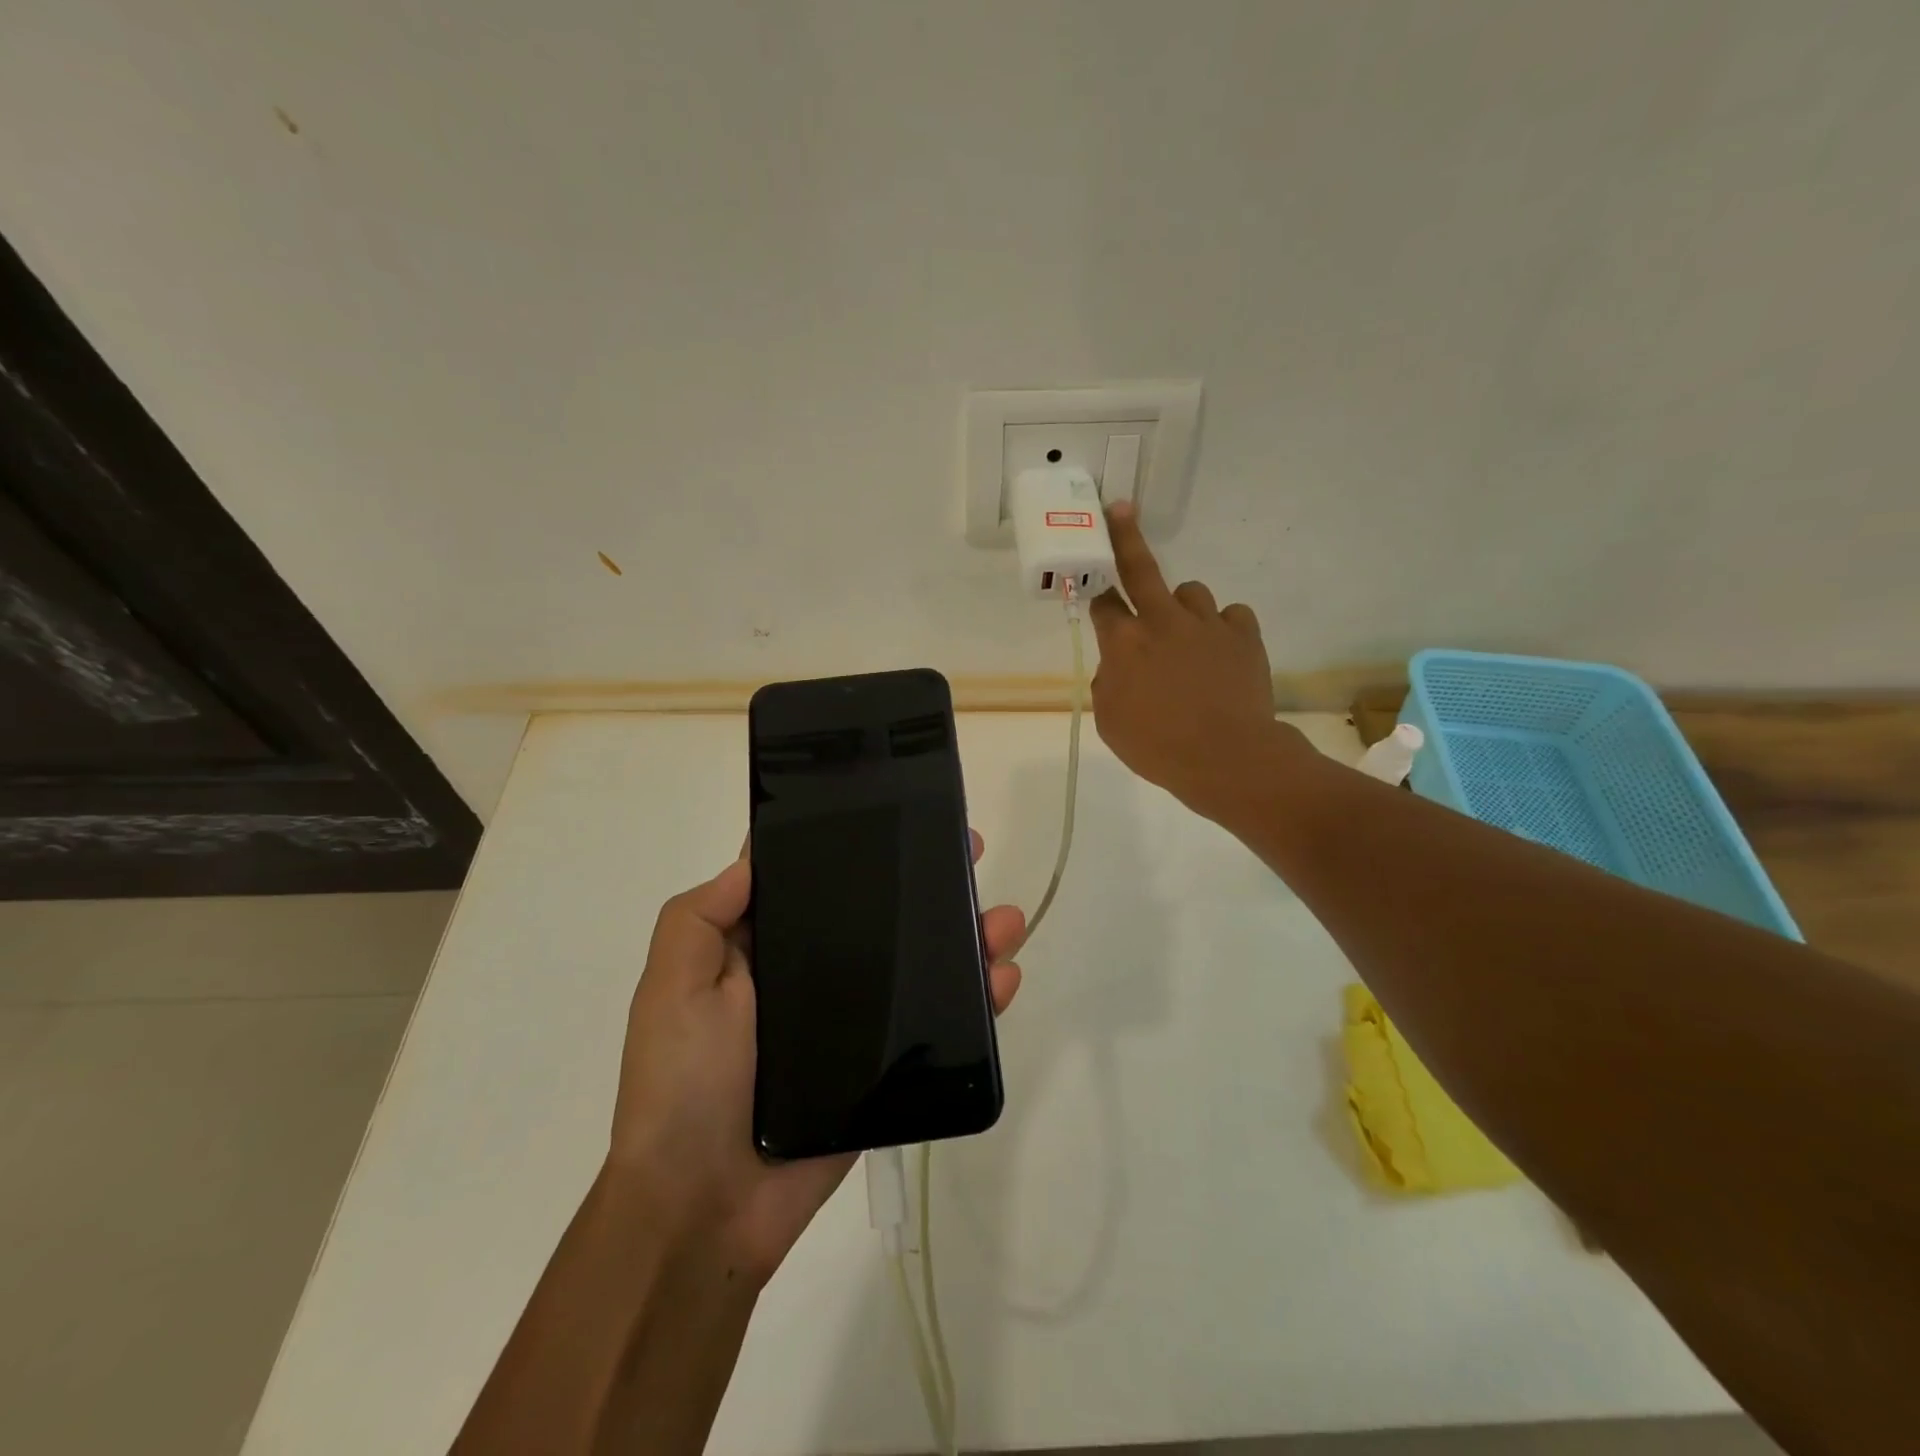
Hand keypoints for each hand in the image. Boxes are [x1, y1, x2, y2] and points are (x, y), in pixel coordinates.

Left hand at [606, 833, 1023, 1287]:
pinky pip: (937, 1024)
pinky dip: (976, 999)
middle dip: (928, 885)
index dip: (853, 845)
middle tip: (970, 854)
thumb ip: (702, 915)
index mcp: (766, 950)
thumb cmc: (683, 1084)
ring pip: (920, 965)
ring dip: (966, 936)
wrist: (706, 1207)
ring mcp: (856, 1022)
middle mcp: (815, 976)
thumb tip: (755, 855)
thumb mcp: (673, 985)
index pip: (817, 883)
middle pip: (883, 917)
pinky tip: (1004, 977)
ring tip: (1004, 920)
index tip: (896, 815)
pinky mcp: (886, 1067)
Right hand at [1088, 502, 1303, 817]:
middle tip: (1120, 510)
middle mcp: (1163, 622)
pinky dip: (1223, 628)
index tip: (1093, 582)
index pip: (1103, 603)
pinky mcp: (1244, 634)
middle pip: (1140, 568)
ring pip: (1191, 592)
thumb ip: (1109, 683)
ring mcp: (1207, 623)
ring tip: (1187, 638)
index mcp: (1124, 644)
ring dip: (1183, 608)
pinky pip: (1230, 615)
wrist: (1228, 759)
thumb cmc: (1157, 747)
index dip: (1095, 590)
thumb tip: (1120, 665)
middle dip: (1125, 537)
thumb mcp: (1111, 722)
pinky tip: (1222, 652)